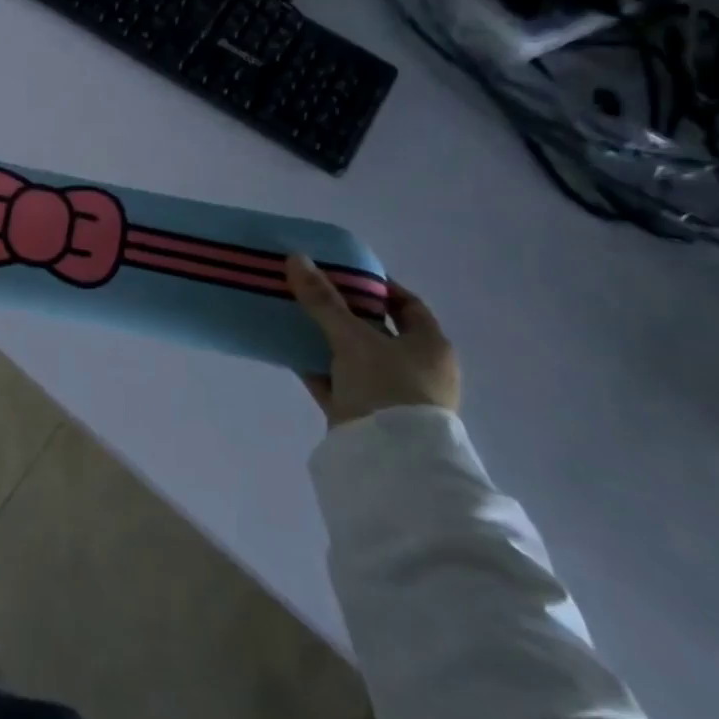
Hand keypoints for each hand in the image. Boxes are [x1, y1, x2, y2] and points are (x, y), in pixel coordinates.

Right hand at [283, 256, 459, 427]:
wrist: (389, 461)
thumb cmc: (388, 388)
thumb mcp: (353, 338)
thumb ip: (323, 300)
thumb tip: (296, 257)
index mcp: (430, 346)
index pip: (407, 304)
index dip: (377, 286)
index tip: (343, 272)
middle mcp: (416, 369)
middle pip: (376, 330)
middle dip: (343, 310)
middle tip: (311, 290)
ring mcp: (390, 394)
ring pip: (353, 356)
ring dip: (326, 338)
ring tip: (293, 314)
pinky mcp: (363, 414)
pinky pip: (336, 381)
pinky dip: (316, 366)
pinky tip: (288, 349)